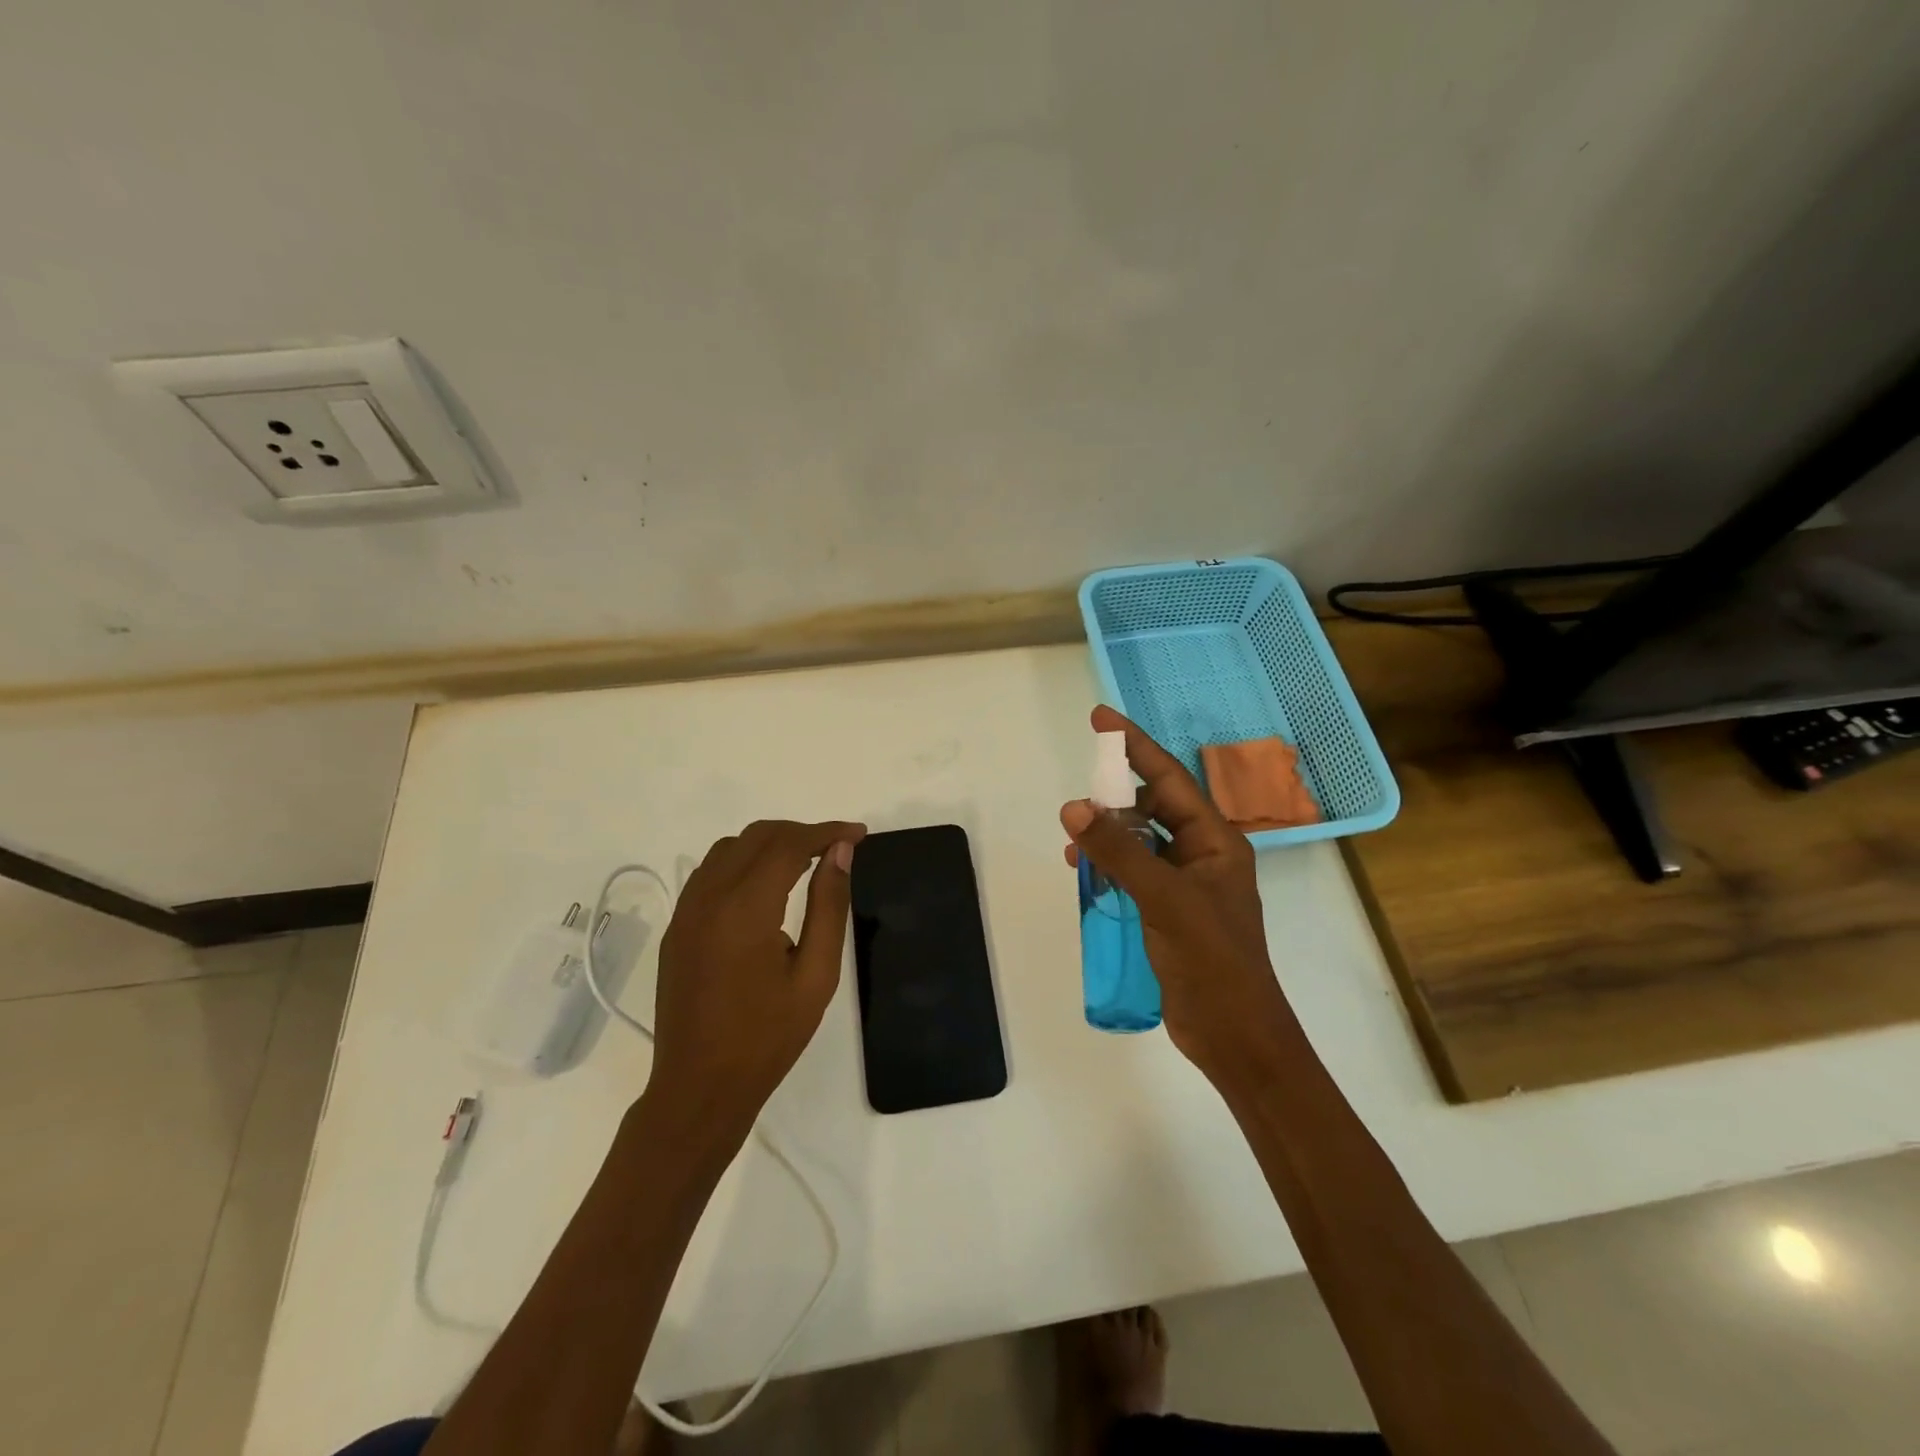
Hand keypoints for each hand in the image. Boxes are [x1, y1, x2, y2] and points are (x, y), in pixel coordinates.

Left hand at [647, 819, 865, 1142]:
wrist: (699, 1088)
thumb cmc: (767, 1038)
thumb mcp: (816, 975)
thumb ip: (829, 907)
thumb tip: (842, 852)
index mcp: (745, 909)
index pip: (789, 844)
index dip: (827, 832)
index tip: (859, 834)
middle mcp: (709, 897)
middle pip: (757, 836)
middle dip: (800, 833)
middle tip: (836, 849)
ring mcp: (686, 911)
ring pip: (729, 848)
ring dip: (769, 844)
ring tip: (805, 864)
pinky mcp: (677, 926)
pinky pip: (710, 872)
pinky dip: (742, 862)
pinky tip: (765, 888)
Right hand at [1061, 707, 1293, 1088]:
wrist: (1234, 1033)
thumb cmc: (1211, 959)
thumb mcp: (1163, 898)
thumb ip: (1118, 851)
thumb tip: (1073, 807)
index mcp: (1215, 840)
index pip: (1169, 779)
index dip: (1135, 746)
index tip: (1101, 719)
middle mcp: (1202, 854)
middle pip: (1153, 807)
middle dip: (1114, 798)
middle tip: (1078, 799)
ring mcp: (1186, 885)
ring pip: (1140, 841)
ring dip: (1108, 836)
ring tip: (1074, 846)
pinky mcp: (1169, 912)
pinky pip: (1134, 872)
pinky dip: (1110, 866)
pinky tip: (1087, 875)